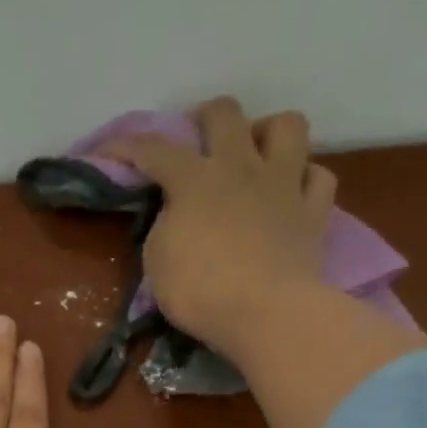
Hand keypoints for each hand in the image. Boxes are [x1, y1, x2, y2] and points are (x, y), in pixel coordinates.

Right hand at [106, 96, 336, 358]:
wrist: (266, 313)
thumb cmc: (200, 291)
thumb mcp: (158, 259)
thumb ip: (165, 223)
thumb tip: (177, 210)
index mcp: (195, 180)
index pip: (154, 149)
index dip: (126, 146)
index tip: (108, 152)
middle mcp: (241, 167)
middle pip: (226, 113)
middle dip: (204, 118)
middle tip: (196, 141)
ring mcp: (284, 184)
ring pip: (287, 125)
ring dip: (266, 132)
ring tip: (254, 155)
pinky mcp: (314, 211)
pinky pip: (318, 176)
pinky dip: (303, 178)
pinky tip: (290, 192)